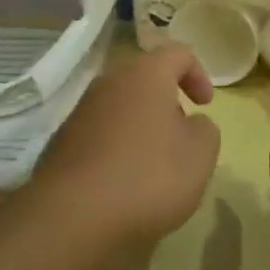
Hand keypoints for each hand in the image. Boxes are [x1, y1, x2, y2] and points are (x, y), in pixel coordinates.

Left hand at [27, 43, 221, 259]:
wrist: (71, 217)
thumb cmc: (147, 177)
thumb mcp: (199, 156)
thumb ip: (205, 130)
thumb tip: (191, 124)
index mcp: (146, 74)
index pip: (178, 53)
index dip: (198, 74)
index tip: (206, 105)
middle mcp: (111, 81)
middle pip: (146, 77)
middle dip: (167, 101)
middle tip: (181, 134)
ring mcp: (82, 110)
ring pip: (121, 105)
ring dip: (141, 124)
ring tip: (153, 163)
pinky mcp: (63, 140)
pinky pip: (100, 132)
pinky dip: (117, 146)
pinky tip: (122, 181)